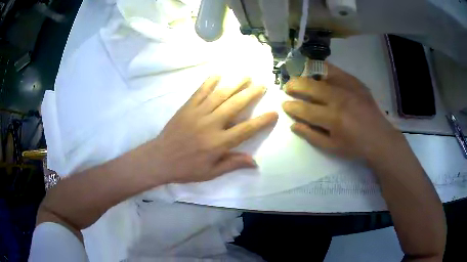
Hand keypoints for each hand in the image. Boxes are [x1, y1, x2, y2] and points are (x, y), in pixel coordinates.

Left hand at [145, 76, 277, 183]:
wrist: (160, 159)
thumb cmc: (186, 168)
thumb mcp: (211, 173)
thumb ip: (232, 164)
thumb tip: (255, 162)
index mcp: (218, 143)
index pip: (246, 130)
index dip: (261, 121)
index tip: (273, 113)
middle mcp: (211, 125)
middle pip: (235, 106)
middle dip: (251, 94)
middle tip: (262, 84)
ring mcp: (198, 113)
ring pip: (220, 95)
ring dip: (234, 84)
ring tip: (246, 75)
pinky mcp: (187, 108)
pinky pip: (200, 92)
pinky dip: (209, 82)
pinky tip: (218, 74)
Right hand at [282, 63, 402, 160]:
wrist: (379, 138)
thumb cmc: (355, 146)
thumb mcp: (332, 147)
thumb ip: (311, 135)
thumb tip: (293, 125)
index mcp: (333, 119)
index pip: (306, 109)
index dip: (292, 107)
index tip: (284, 104)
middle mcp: (339, 99)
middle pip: (311, 86)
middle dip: (295, 85)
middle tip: (288, 87)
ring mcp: (349, 88)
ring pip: (322, 75)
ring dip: (307, 75)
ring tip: (300, 77)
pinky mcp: (356, 82)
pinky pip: (336, 71)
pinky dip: (324, 69)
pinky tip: (318, 72)